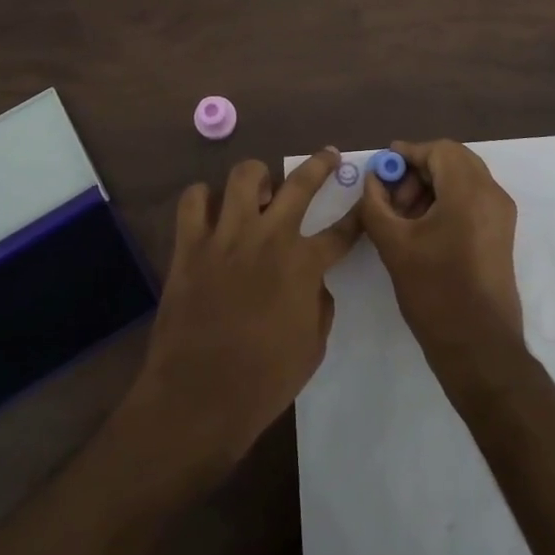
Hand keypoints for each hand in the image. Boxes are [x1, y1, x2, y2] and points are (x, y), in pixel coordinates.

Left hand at [127, 150, 360, 471]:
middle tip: (328, 156)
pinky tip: (212, 210)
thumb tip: (313, 280)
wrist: (198, 398)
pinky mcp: (190, 245)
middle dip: (320, 164)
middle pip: (300, 183)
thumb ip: (319, 303)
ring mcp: (226, 236)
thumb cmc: (263, 381)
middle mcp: (268, 238)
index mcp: (303, 264)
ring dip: (258, 177)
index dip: (357, 217)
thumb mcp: (313, 347)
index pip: (341, 231)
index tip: (364, 204)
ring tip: (261, 189)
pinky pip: (193, 200)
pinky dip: (204, 198)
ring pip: (244, 176)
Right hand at [357, 139, 522, 370]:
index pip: (439, 150)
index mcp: (469, 191)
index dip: (407, 154)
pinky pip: (472, 199)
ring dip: (431, 186)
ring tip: (402, 216)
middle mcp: (492, 194)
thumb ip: (376, 204)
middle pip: (453, 160)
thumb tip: (373, 179)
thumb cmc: (434, 292)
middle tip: (391, 195)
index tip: (381, 168)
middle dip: (418, 170)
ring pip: (463, 179)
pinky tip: (422, 227)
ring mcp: (501, 214)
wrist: (479, 347)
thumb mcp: (394, 244)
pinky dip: (447, 200)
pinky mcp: (501, 234)